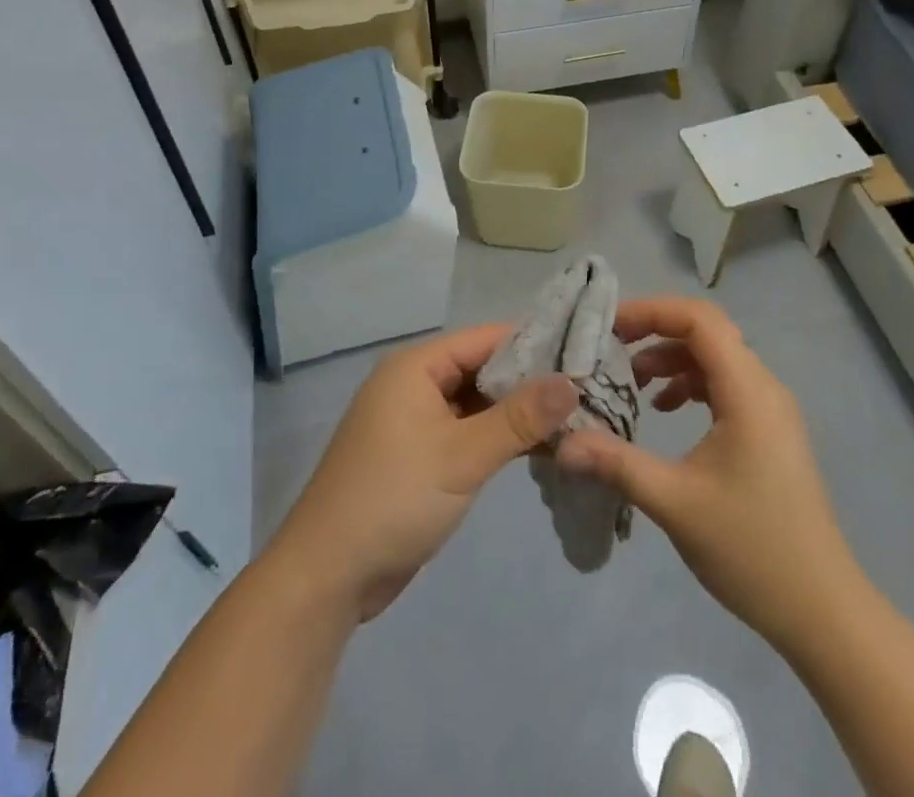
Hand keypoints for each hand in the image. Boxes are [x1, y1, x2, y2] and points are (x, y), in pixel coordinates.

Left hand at [267, 324, 576, 621]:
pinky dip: (496, 437)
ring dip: (515, 413)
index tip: (582, 353)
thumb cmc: (394, 499)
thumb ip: (518, 418)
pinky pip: (465, 431)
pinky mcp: (417, 455)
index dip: (532, 344)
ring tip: (573, 418)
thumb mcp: (463, 456)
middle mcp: (413, 383)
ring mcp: (413, 420)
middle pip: (480, 369)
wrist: (328, 575)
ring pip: (475, 403)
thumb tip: (571, 381)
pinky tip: (538, 448)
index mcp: (416, 367)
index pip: (484, 338)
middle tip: (585, 390)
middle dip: (528, 381)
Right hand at [556, 297, 850, 651]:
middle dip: (656, 331)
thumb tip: (563, 442)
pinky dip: (691, 384)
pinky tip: (666, 410)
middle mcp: (764, 388)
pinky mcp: (769, 432)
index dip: (652, 311)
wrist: (823, 611)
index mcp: (749, 392)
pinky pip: (726, 385)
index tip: (609, 326)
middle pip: (707, 332)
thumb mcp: (675, 503)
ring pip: (716, 358)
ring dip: (672, 359)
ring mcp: (771, 410)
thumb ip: (617, 462)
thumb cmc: (752, 550)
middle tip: (611, 347)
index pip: (700, 320)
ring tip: (633, 382)